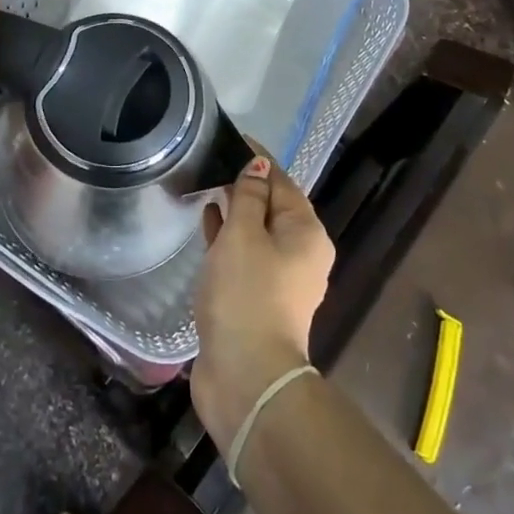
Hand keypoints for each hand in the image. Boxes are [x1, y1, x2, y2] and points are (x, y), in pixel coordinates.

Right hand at [190, 154, 334, 448]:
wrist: (246, 375)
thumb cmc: (247, 294)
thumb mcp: (244, 235)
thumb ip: (248, 196)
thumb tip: (257, 164)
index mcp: (306, 232)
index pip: (282, 181)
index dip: (258, 158)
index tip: (232, 137)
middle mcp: (301, 253)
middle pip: (272, 206)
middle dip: (246, 183)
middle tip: (213, 160)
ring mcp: (280, 278)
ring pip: (256, 232)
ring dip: (235, 210)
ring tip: (207, 186)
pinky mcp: (257, 298)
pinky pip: (244, 255)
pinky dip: (228, 238)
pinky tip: (207, 224)